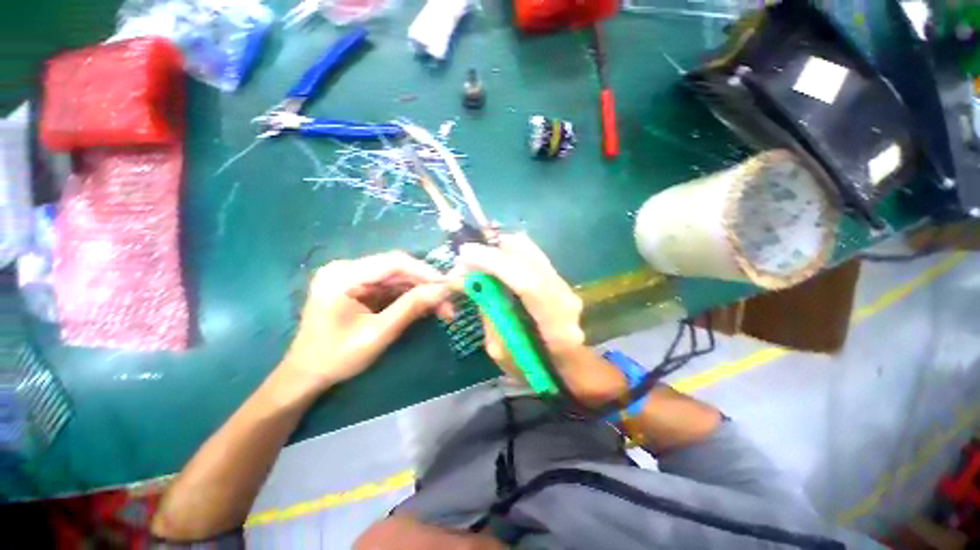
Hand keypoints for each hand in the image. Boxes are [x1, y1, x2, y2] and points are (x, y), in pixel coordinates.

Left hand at [280, 252, 449, 394]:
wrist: (307, 374)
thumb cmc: (336, 357)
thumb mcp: (378, 334)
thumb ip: (411, 308)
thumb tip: (443, 291)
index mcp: (342, 276)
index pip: (393, 263)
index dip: (425, 272)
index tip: (450, 285)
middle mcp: (347, 269)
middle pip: (397, 269)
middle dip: (426, 285)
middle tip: (450, 301)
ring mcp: (352, 277)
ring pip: (398, 278)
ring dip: (421, 292)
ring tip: (443, 309)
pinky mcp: (359, 287)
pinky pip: (391, 287)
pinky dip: (410, 297)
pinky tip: (426, 307)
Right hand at [456, 234, 624, 406]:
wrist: (568, 365)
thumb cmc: (533, 368)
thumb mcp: (502, 352)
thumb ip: (489, 314)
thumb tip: (472, 282)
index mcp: (556, 327)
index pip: (528, 284)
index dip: (495, 264)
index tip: (465, 254)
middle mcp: (565, 297)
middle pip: (530, 257)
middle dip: (493, 250)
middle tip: (466, 257)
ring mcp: (564, 284)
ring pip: (530, 250)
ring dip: (499, 248)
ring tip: (477, 258)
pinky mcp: (558, 277)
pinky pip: (530, 254)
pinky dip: (508, 252)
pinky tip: (494, 260)